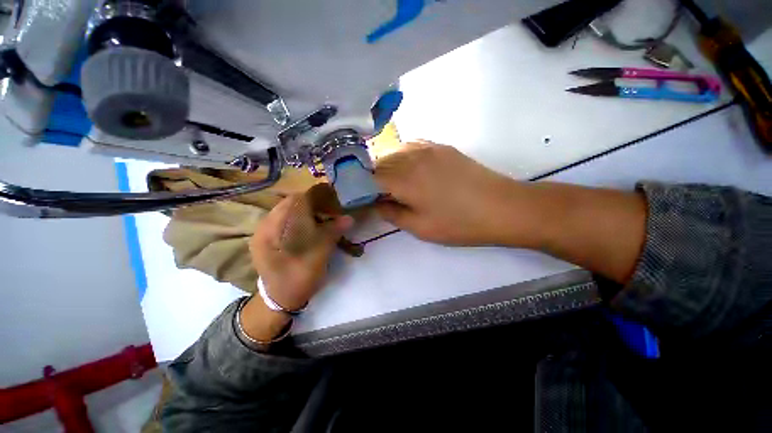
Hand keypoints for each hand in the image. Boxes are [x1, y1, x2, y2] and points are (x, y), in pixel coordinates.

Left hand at [242, 187, 352, 340]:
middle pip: (291, 202)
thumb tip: (349, 218)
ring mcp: (263, 230)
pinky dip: (299, 216)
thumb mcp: (319, 256)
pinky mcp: (266, 235)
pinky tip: (309, 225)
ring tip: (321, 216)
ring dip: (306, 208)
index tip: (334, 198)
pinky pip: (284, 217)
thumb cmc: (300, 279)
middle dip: (313, 202)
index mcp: (275, 230)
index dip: (317, 196)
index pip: (297, 200)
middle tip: (330, 209)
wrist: (280, 299)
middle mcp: (265, 225)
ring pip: (287, 208)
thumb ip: (332, 233)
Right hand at [374, 140, 528, 245]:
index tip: (364, 198)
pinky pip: (412, 146)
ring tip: (395, 183)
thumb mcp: (420, 228)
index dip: (363, 187)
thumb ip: (392, 214)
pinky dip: (404, 157)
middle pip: (380, 162)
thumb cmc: (458, 223)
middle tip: (379, 194)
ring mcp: (428, 148)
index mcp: (404, 179)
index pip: (370, 177)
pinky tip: (411, 169)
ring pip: (395, 152)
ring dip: (388, 166)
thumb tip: (377, 203)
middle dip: (374, 177)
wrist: (501, 207)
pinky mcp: (441, 147)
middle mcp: (411, 157)